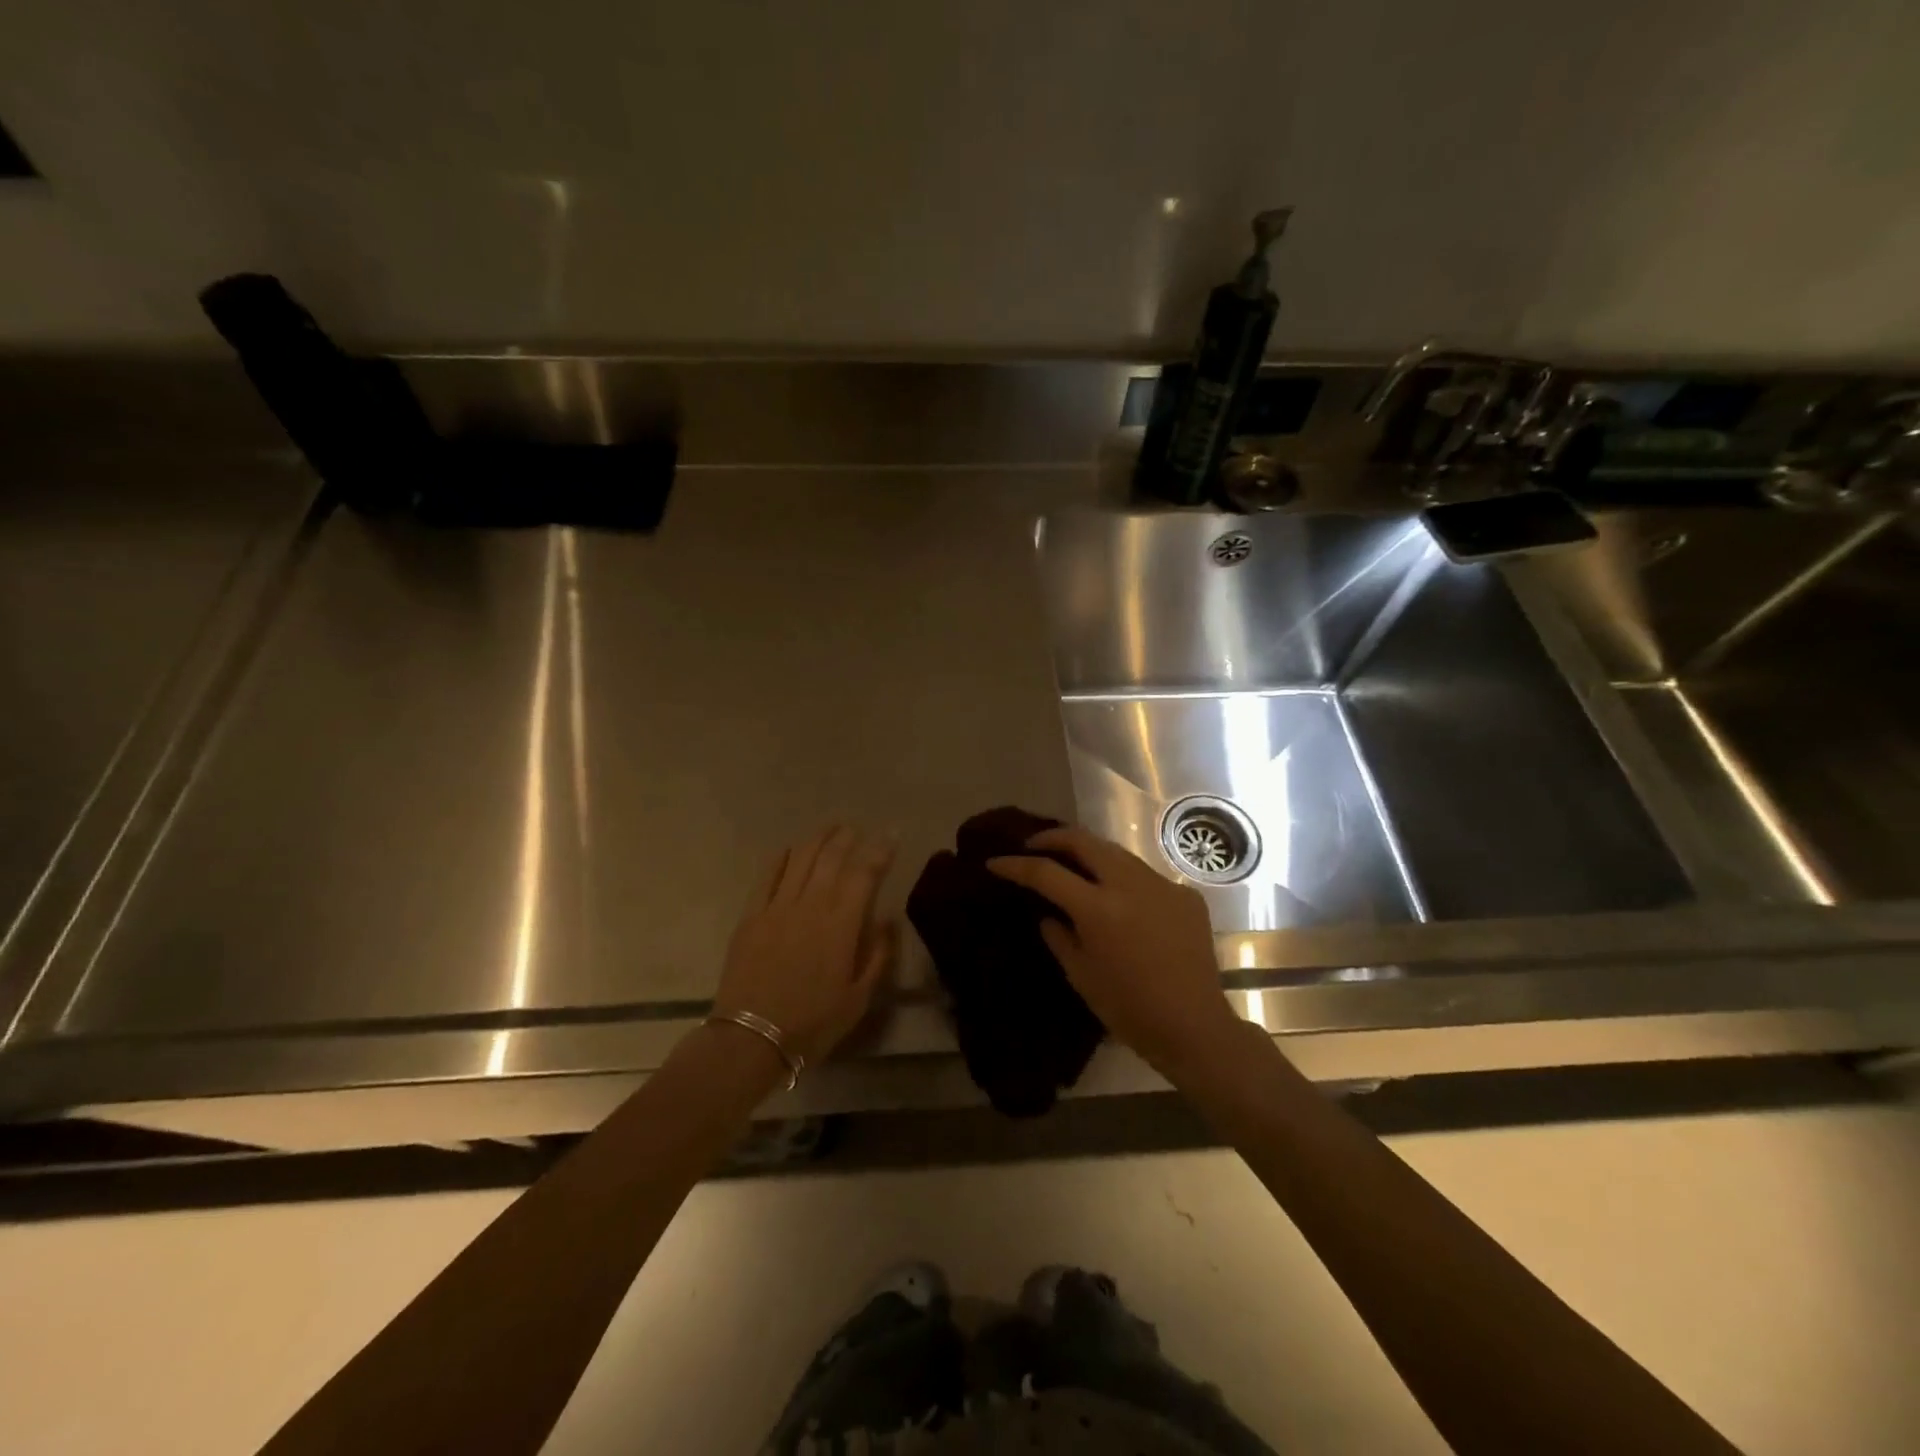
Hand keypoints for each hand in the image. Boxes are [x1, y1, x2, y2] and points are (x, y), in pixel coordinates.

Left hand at [714, 827, 897, 1067]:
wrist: (751, 1039)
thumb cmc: (812, 1023)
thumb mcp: (858, 998)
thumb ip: (878, 955)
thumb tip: (887, 920)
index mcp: (841, 923)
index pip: (864, 873)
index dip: (880, 850)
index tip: (891, 834)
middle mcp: (810, 904)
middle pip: (831, 857)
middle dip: (847, 837)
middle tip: (858, 828)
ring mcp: (777, 906)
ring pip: (800, 858)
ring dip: (818, 839)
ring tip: (830, 829)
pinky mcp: (751, 916)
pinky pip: (767, 876)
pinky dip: (781, 858)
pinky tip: (790, 850)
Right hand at [987, 826, 1238, 1078]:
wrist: (1194, 1027)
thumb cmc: (1129, 1009)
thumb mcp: (1081, 975)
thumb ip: (1059, 936)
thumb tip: (1049, 914)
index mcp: (1098, 909)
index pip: (1046, 873)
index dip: (1015, 865)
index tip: (995, 862)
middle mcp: (1130, 885)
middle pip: (1084, 841)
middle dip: (1053, 838)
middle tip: (1034, 846)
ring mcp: (1162, 885)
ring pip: (1116, 852)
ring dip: (1089, 852)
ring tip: (1072, 863)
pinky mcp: (1185, 895)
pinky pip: (1145, 876)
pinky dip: (1123, 878)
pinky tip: (1119, 898)